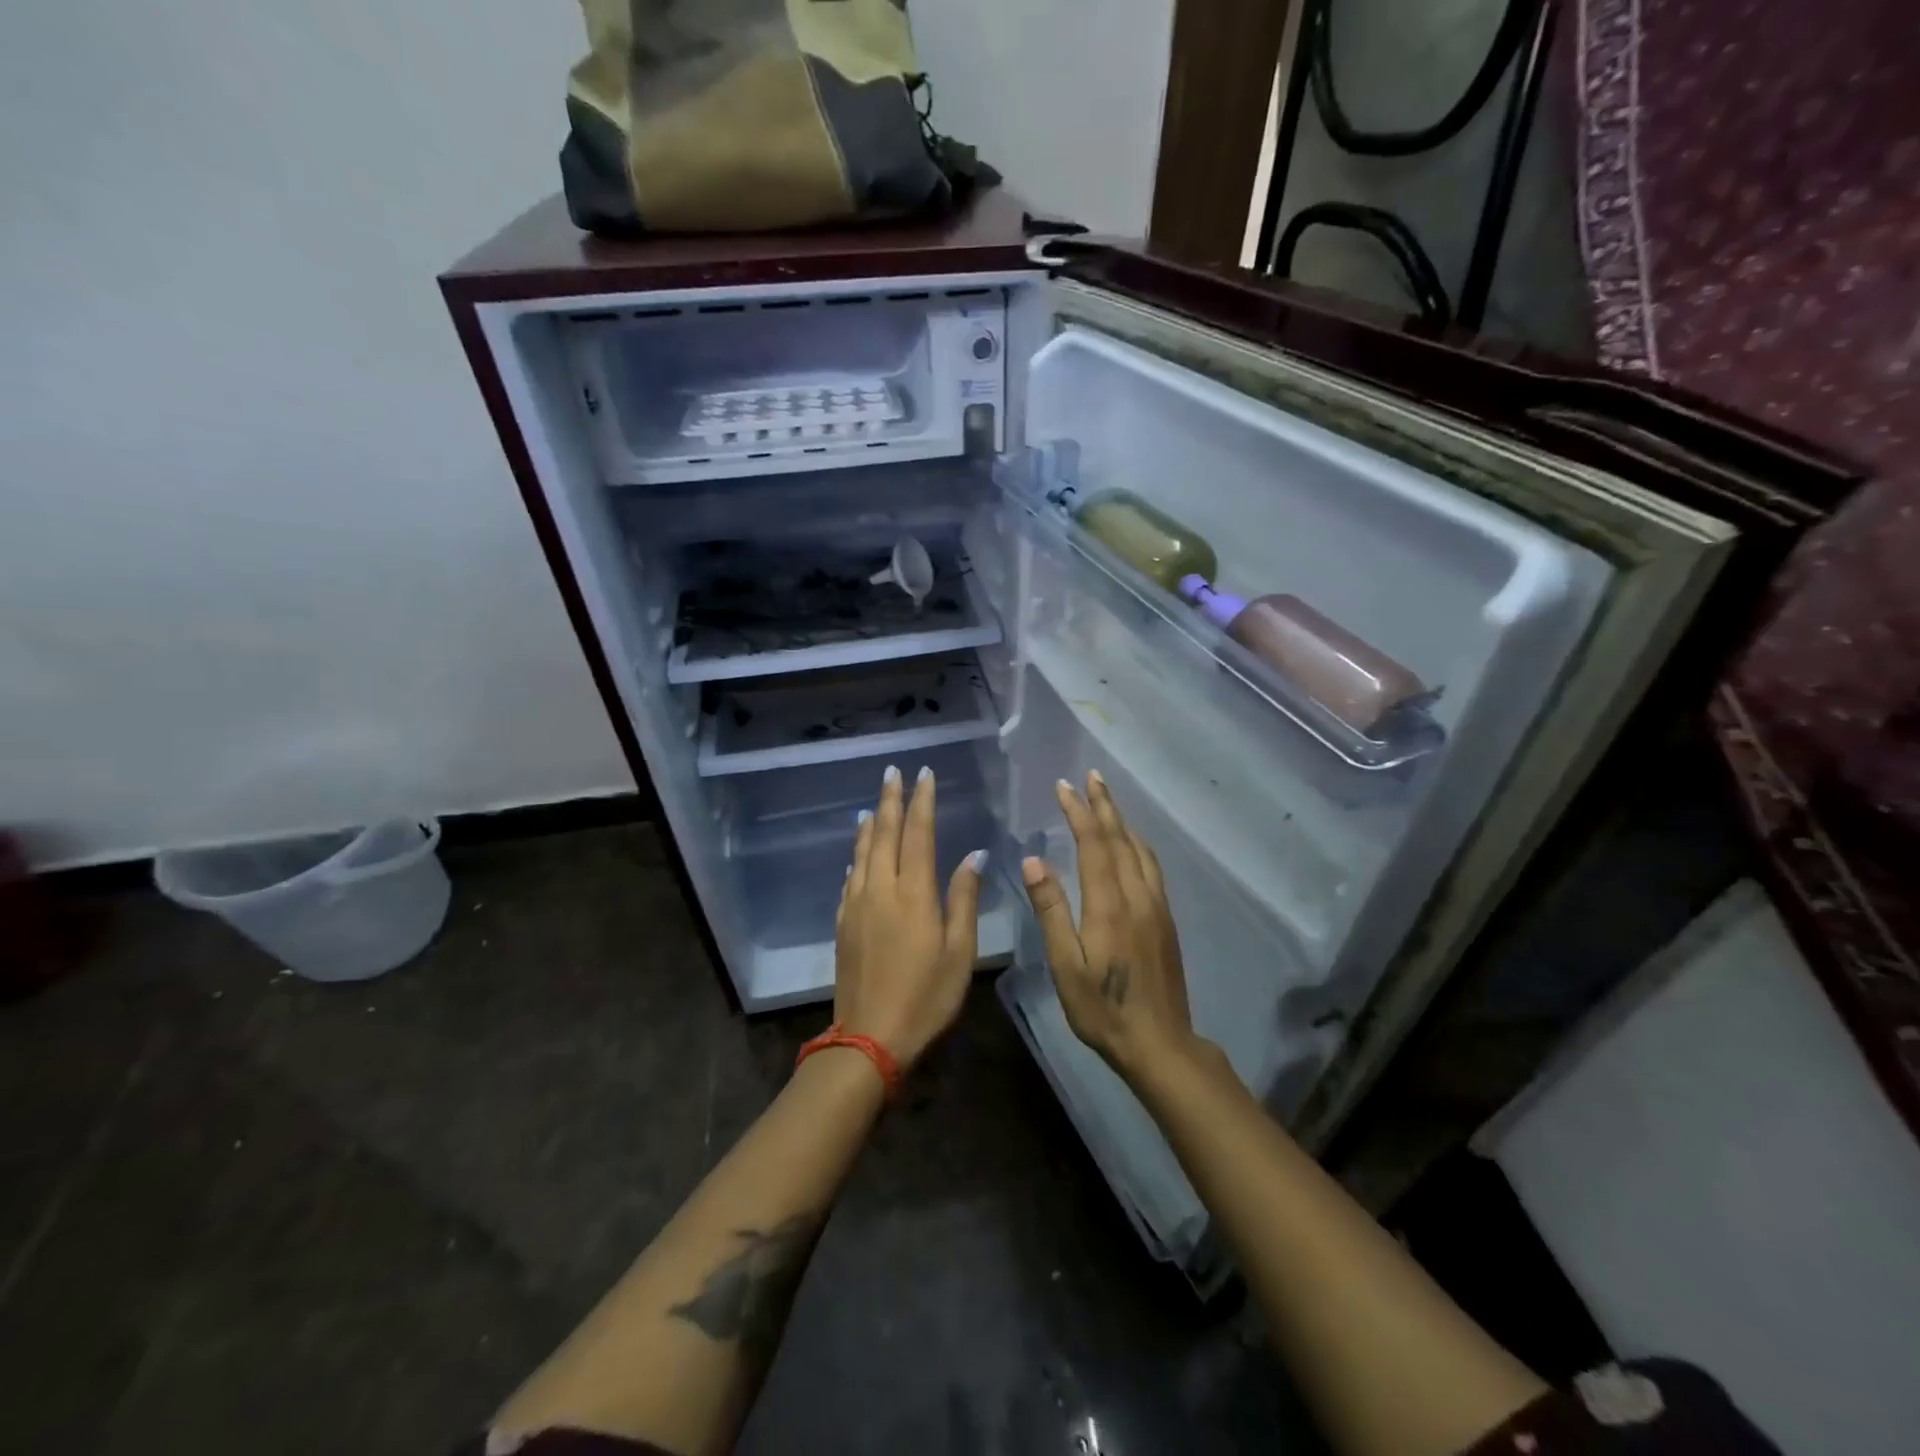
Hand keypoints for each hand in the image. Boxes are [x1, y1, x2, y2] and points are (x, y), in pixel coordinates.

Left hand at [834, 764, 985, 1069]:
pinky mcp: (843, 922)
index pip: (918, 833)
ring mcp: (856, 904)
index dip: (922, 801)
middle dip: (891, 800)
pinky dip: (856, 857)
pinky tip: (857, 856)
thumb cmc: (926, 995)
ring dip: (870, 824)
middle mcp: (880, 888)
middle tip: (893, 772)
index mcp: (913, 892)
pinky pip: (850, 878)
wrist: (869, 1037)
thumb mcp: (959, 951)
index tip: (924, 774)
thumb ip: (964, 899)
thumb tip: (973, 855)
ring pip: (862, 852)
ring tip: (874, 804)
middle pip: (884, 833)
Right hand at [1021, 772, 1197, 1078]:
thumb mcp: (1065, 965)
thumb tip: (1034, 860)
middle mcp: (1137, 895)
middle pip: (1121, 838)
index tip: (1064, 786)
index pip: (1094, 844)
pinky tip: (1131, 845)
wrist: (1160, 1042)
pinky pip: (1151, 866)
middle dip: (1104, 805)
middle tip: (1091, 776)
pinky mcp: (1166, 919)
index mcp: (1109, 904)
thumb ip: (1051, 910)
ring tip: (1108, 800)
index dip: (1079, 812)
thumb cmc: (1102, 1008)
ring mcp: (1156, 906)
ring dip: (1122, 820)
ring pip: (1140, 850)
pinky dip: (1137, 843)